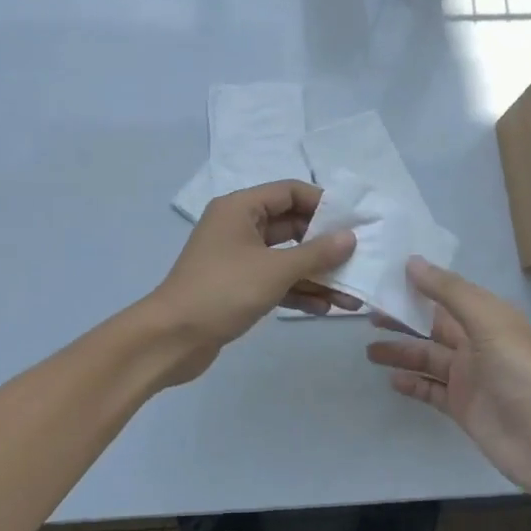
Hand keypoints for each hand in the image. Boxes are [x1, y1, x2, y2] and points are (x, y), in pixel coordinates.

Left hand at [146, 180, 358, 384]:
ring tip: (350, 296)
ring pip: (286, 258)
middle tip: (358, 260)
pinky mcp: (238, 287)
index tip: (353, 223)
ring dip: (316, 275)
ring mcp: (238, 259)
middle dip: (325, 246)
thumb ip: (316, 253)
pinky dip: (298, 292)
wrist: (172, 338)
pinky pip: (275, 281)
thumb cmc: (223, 291)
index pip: (289, 192)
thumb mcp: (275, 269)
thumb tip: (349, 237)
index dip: (323, 204)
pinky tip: (325, 308)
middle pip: (291, 226)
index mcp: (240, 208)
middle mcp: (238, 227)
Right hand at [367, 259, 530, 501]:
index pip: (446, 294)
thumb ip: (448, 291)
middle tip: (367, 314)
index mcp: (487, 317)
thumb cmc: (518, 372)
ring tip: (369, 351)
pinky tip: (391, 380)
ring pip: (427, 358)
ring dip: (400, 352)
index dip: (418, 285)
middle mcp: (477, 342)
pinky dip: (411, 384)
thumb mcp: (487, 322)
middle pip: (432, 326)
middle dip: (403, 319)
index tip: (383, 277)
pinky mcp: (461, 406)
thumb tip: (412, 262)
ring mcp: (468, 377)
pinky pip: (430, 389)